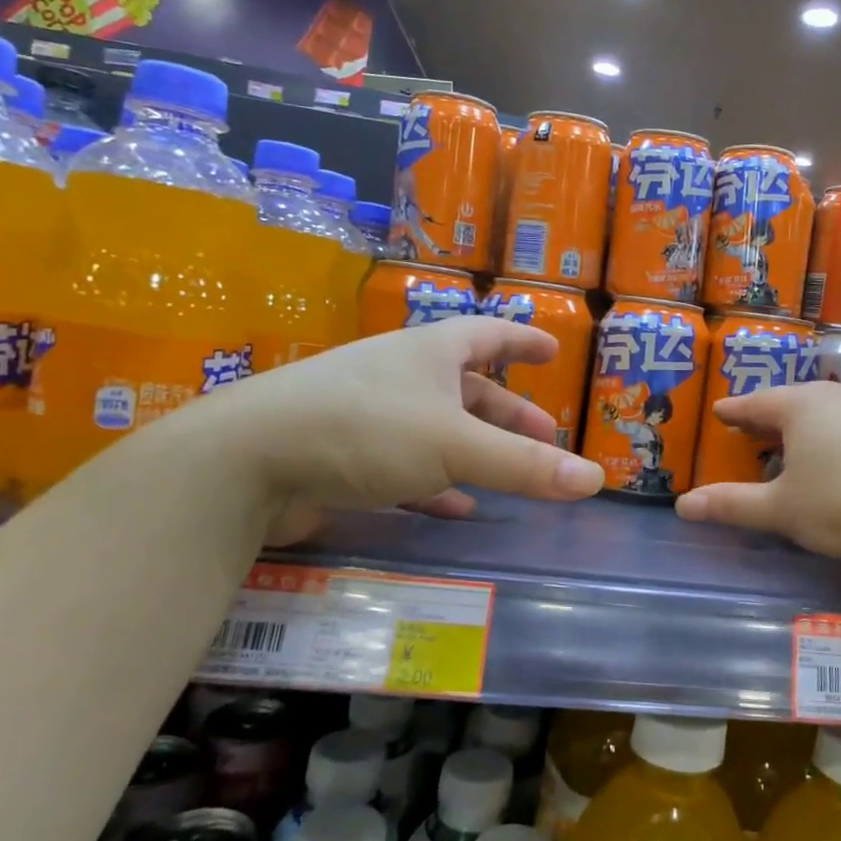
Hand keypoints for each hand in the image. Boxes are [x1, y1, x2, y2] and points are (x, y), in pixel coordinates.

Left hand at [175, 318, 604, 522]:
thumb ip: (524, 465)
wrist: (245, 460)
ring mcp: (369, 413)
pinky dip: (437, 482)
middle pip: (468, 386)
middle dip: (508, 410)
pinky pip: (406, 464)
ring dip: (476, 448)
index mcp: (430, 352)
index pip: (489, 334)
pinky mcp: (344, 454)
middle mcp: (401, 375)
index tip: (554, 348)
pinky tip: (456, 506)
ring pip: (438, 427)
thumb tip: (595, 479)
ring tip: (510, 470)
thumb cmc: (365, 429)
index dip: (524, 340)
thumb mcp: (455, 445)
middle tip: (544, 433)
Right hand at [675, 381, 840, 563]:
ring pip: (825, 412)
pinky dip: (833, 437)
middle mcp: (836, 397)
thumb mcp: (781, 510)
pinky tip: (838, 459)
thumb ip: (732, 505)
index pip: (755, 403)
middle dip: (768, 416)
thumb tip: (682, 505)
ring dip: (803, 427)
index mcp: (801, 406)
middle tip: (749, 430)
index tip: (719, 412)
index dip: (734, 411)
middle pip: (791, 402)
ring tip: (790, 445)